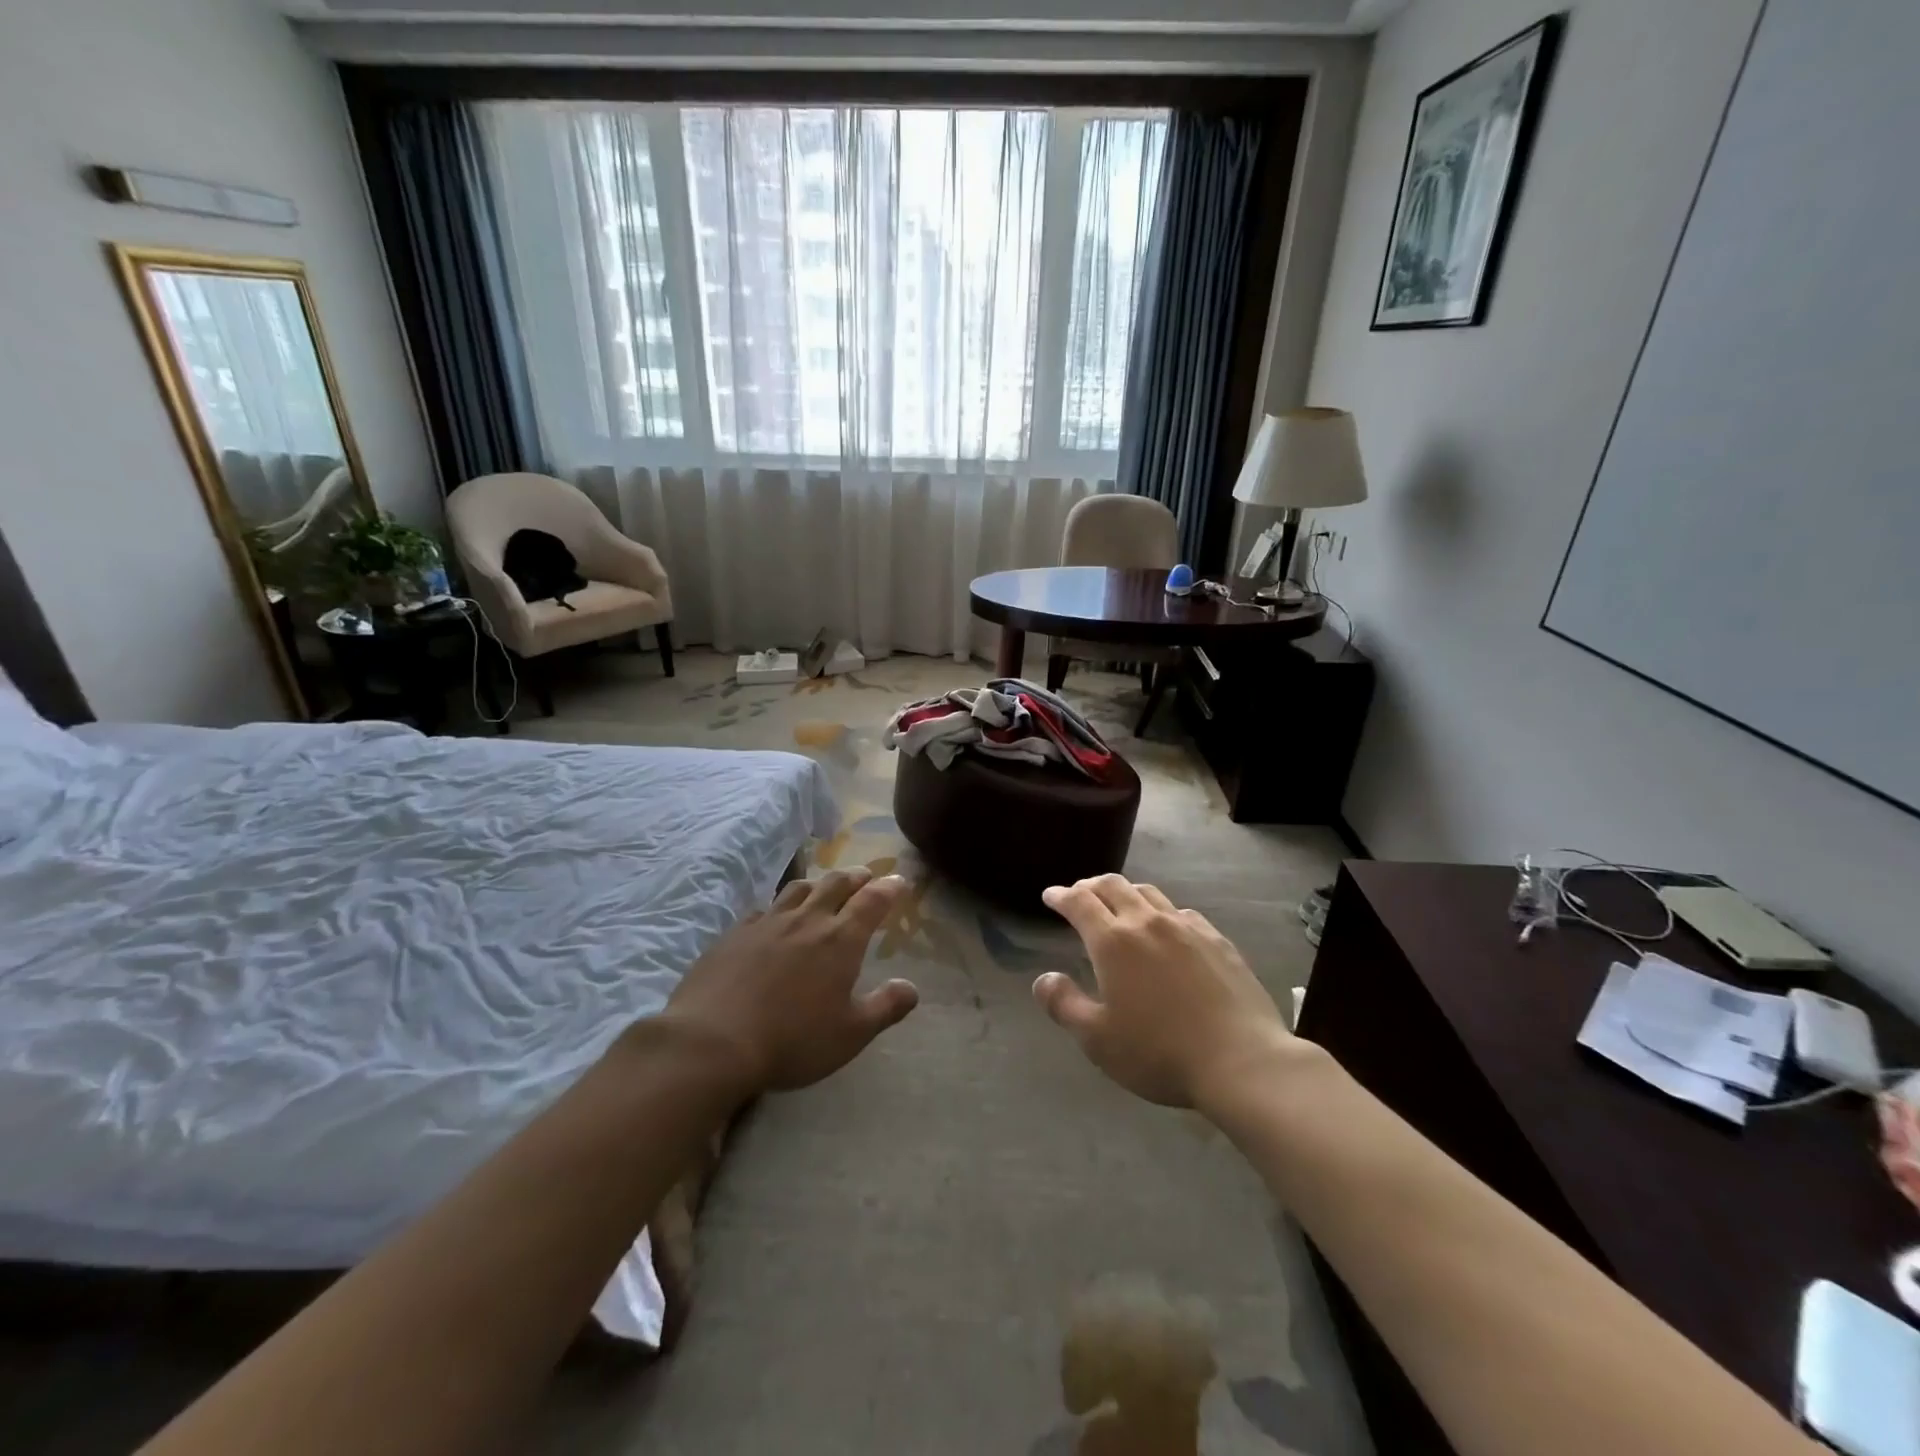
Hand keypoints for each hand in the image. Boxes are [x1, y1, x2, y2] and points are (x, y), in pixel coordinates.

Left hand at [665, 866, 917, 1094]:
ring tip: (823, 887)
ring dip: (818, 883)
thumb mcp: (850, 1034)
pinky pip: (763, 909)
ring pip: (798, 889)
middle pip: (835, 885)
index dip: (888, 888)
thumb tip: (911, 987)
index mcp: (840, 940)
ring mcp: (767, 923)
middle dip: (855, 877)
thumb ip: (885, 1008)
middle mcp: (807, 921)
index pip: (872, 901)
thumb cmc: (792, 1040)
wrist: (712, 1042)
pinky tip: (774, 917)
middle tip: (865, 875)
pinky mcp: (734, 934)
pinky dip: (778, 907)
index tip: (899, 881)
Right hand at [1034, 874, 1297, 1108]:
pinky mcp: (1217, 940)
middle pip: (1113, 886)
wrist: (1240, 1060)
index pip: (1080, 902)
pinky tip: (1167, 927)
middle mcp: (1147, 922)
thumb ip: (1064, 1004)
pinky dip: (1161, 911)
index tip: (1050, 896)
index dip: (1061, 895)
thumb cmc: (1158, 1052)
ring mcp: (1186, 927)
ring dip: (1126, 892)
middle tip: (1080, 894)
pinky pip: (1181, 912)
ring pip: (1149, 893)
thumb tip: (1044, 978)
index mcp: (1113, 941)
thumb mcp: (1097, 1039)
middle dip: (1091, 886)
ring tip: (1119, 903)